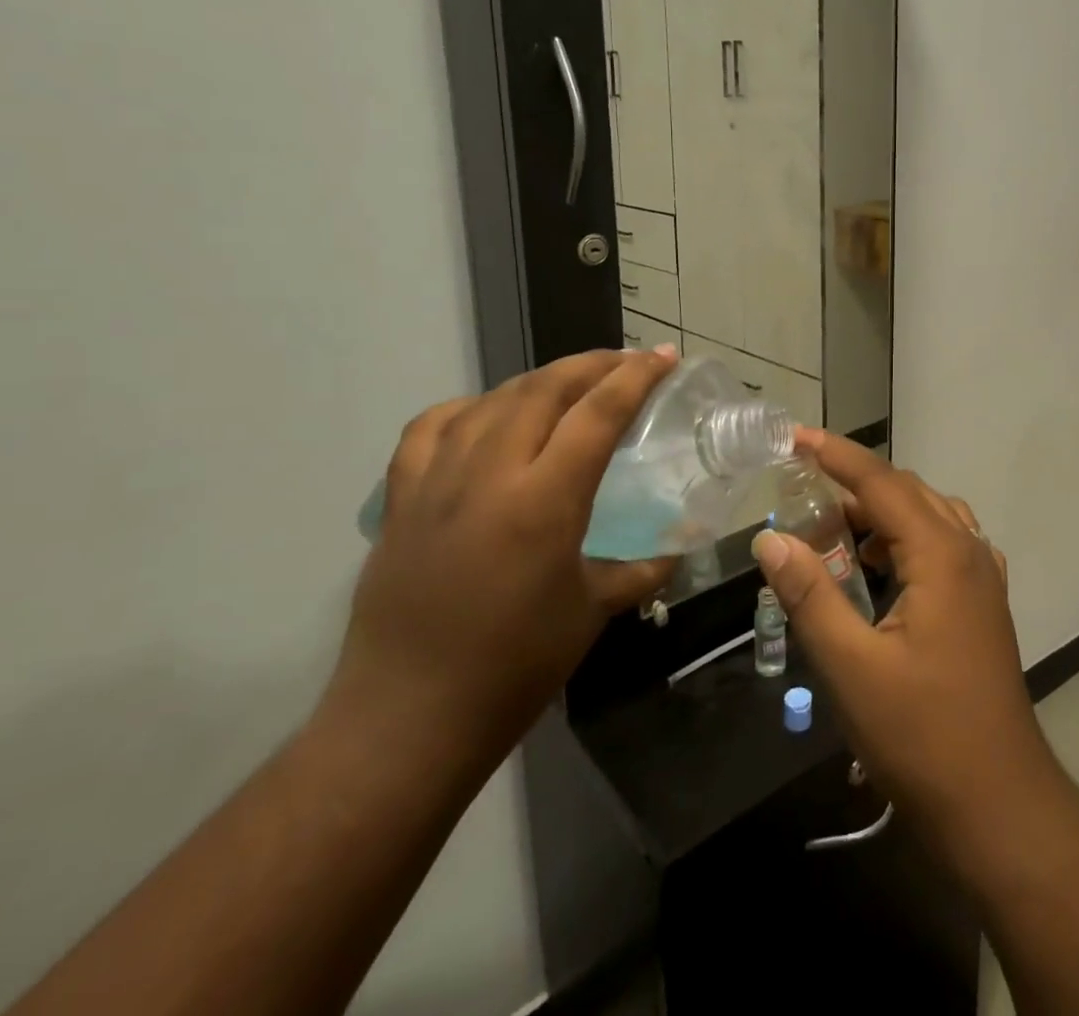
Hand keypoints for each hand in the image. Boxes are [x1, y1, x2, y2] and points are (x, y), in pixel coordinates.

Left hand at [325, 348, 678, 766]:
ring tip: (573, 383)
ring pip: (494, 398)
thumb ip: (642, 569)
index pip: (598, 413)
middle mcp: (488, 475)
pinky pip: (434, 426)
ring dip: (542, 379)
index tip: (665, 356)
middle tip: (629, 363)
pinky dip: (473, 407)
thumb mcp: (593, 612)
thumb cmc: (513, 670)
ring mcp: (436, 481)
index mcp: (543, 501)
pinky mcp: (401, 498)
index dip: (637, 376)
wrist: (404, 722)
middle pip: (545, 388)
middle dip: (594, 364)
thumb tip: (677, 549)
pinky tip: (491, 417)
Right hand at [751, 430, 1058, 850]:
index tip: (794, 436)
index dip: (836, 455)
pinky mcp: (983, 605)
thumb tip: (770, 538)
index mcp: (942, 554)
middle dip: (855, 483)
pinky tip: (879, 568)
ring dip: (882, 512)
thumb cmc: (923, 735)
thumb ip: (810, 595)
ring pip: (928, 517)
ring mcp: (983, 578)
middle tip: (802, 487)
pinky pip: (943, 545)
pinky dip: (905, 539)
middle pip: (907, 493)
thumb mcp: (852, 667)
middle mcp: (969, 551)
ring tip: (833, 528)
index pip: (882, 482)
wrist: (1000, 805)